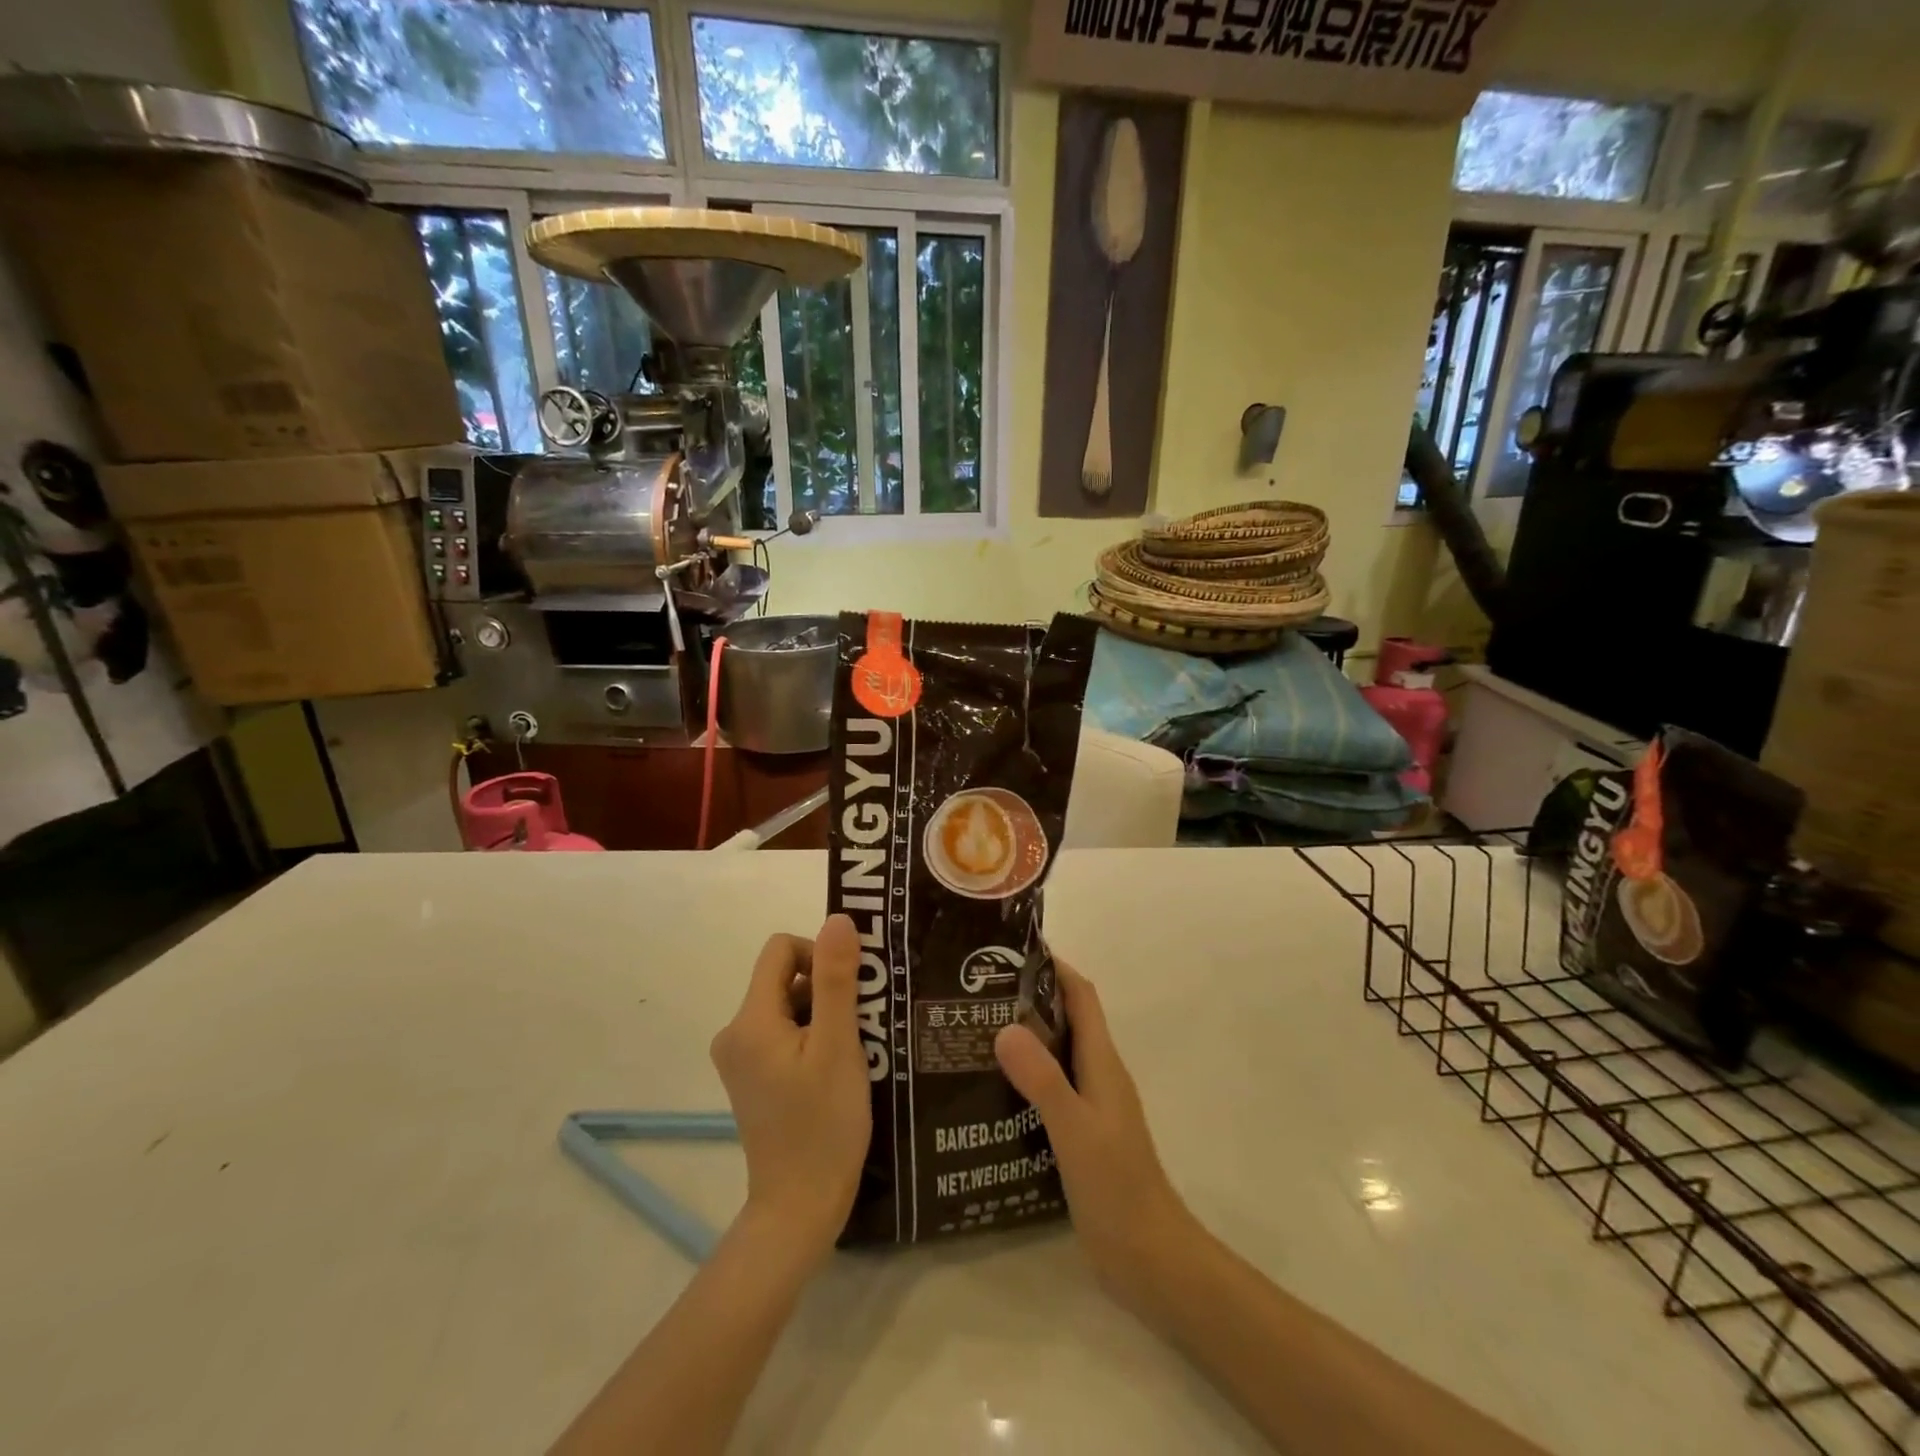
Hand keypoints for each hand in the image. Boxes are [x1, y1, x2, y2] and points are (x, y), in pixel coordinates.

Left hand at [710, 915, 871, 1266]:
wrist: (800, 1208)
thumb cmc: (823, 1125)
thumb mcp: (838, 1046)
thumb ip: (837, 979)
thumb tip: (837, 919)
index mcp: (750, 1020)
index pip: (781, 950)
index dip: (819, 955)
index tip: (850, 989)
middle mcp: (735, 1032)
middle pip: (785, 978)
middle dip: (827, 990)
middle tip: (861, 1025)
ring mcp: (741, 1058)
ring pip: (789, 1006)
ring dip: (824, 1015)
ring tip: (854, 1051)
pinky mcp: (752, 1077)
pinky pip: (784, 1033)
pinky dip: (813, 1037)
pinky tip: (838, 1069)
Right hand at [994, 965, 1195, 1312]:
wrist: (1150, 1259)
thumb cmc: (1117, 1186)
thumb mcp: (1075, 1129)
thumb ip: (1043, 1079)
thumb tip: (1004, 1026)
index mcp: (1102, 1063)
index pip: (1081, 996)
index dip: (1055, 967)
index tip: (1013, 950)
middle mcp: (1098, 1075)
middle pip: (1066, 1019)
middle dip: (1029, 998)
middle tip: (977, 991)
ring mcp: (1091, 1106)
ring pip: (1056, 1054)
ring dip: (1024, 1038)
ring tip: (973, 1033)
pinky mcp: (1081, 1135)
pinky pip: (1050, 1089)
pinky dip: (1025, 1077)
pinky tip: (990, 1091)